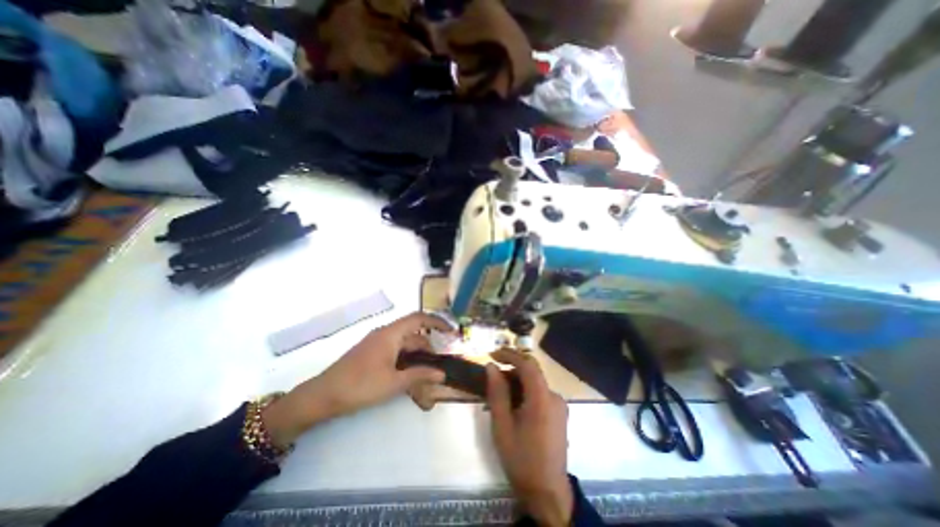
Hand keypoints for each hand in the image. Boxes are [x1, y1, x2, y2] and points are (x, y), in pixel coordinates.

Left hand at [261, 312, 452, 447]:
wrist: (323, 396)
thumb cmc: (360, 386)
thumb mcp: (393, 383)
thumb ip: (420, 375)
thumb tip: (442, 374)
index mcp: (391, 334)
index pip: (419, 319)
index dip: (437, 322)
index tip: (451, 332)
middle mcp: (385, 334)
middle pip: (414, 336)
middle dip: (429, 349)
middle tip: (440, 367)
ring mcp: (378, 344)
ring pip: (405, 346)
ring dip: (417, 359)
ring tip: (427, 377)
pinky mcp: (373, 353)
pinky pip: (396, 353)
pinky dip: (406, 362)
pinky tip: (411, 377)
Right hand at [493, 349, 571, 525]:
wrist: (548, 492)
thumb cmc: (520, 458)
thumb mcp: (502, 425)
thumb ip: (497, 392)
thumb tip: (491, 367)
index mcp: (541, 398)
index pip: (527, 364)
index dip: (510, 355)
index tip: (492, 354)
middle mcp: (554, 396)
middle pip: (532, 371)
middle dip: (512, 367)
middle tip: (493, 373)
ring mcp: (559, 405)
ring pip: (535, 382)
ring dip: (517, 380)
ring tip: (499, 391)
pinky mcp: (560, 413)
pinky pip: (540, 393)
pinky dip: (526, 390)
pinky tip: (513, 403)